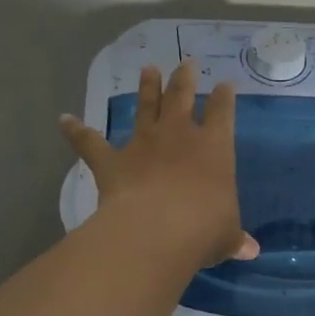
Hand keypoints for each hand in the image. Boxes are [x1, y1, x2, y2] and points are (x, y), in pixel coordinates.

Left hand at [60, 62, 259, 269]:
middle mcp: (178, 136)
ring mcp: (142, 144)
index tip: (225, 85)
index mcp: (214, 147)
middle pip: (181, 97)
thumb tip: (250, 251)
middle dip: (184, 80)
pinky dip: (76, 131)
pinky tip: (64, 119)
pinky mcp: (111, 161)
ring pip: (145, 107)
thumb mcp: (226, 235)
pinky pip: (90, 142)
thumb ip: (234, 238)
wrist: (157, 231)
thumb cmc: (204, 229)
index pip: (222, 113)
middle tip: (185, 64)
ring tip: (148, 69)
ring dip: (146, 88)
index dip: (224, 98)